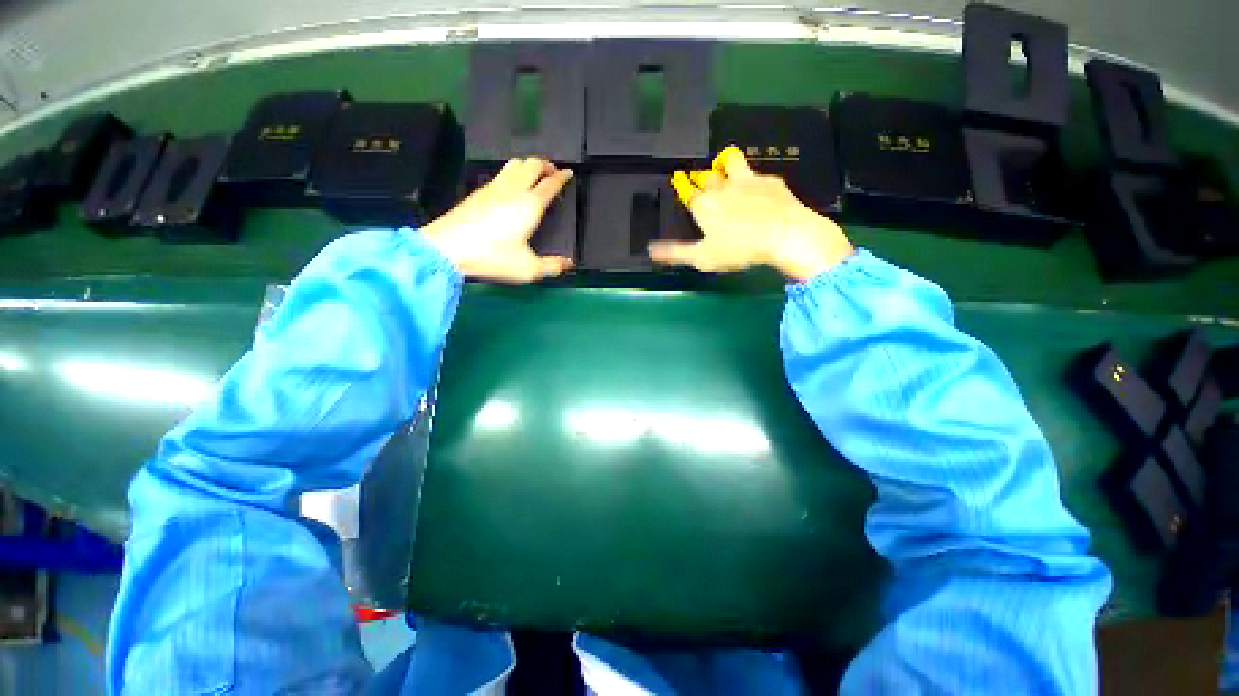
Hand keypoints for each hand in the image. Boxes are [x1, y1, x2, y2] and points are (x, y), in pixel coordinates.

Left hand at [422, 158, 573, 282]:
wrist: (448, 247)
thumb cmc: (492, 257)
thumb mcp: (528, 269)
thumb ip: (552, 266)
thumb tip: (569, 264)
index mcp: (529, 205)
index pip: (550, 184)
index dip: (562, 177)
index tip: (569, 173)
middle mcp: (513, 190)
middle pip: (533, 164)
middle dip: (546, 165)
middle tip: (554, 173)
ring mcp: (494, 187)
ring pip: (515, 163)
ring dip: (529, 165)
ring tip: (535, 176)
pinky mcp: (479, 192)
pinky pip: (502, 172)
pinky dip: (514, 172)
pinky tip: (512, 187)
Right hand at [651, 147, 853, 280]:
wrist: (784, 234)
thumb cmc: (738, 249)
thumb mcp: (703, 257)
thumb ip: (676, 252)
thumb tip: (650, 250)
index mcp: (704, 205)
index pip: (688, 192)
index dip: (684, 187)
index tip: (681, 182)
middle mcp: (722, 187)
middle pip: (707, 176)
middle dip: (703, 177)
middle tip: (703, 182)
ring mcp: (748, 180)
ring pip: (732, 162)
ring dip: (726, 164)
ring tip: (726, 169)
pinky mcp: (770, 181)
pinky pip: (757, 174)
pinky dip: (753, 181)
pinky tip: (759, 190)